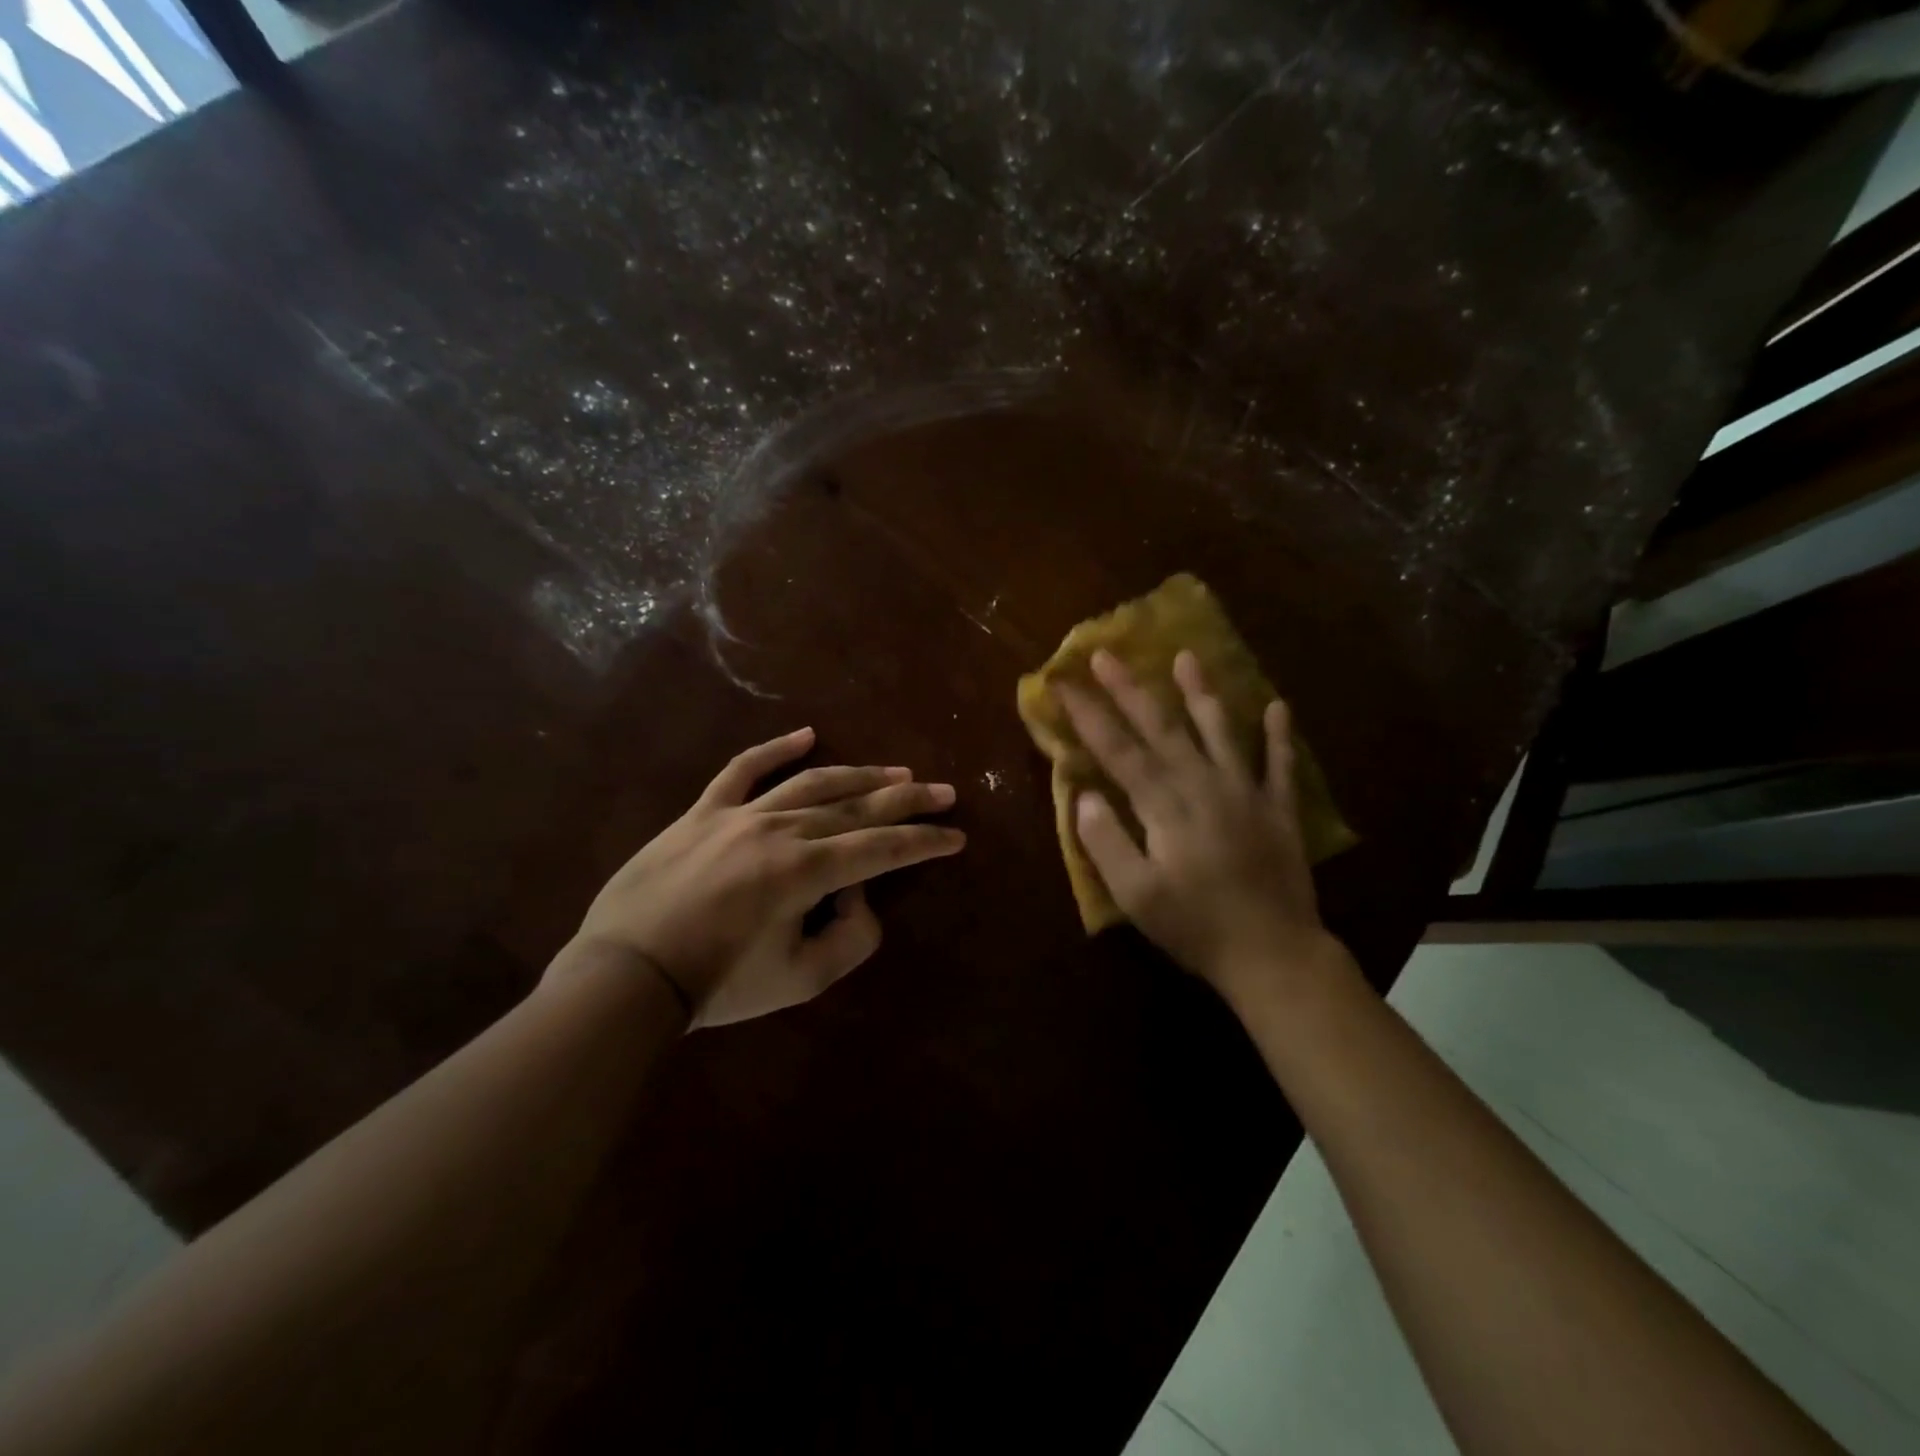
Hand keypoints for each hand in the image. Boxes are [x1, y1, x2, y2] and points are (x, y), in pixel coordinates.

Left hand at [560, 727, 964, 1027]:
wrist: (627, 974)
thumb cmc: (718, 984)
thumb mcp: (801, 980)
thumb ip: (851, 939)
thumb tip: (858, 896)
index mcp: (807, 870)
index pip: (884, 848)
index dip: (925, 842)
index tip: (957, 836)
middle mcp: (782, 829)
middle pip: (857, 807)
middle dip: (908, 801)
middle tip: (944, 792)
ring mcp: (740, 814)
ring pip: (812, 783)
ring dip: (860, 776)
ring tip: (897, 774)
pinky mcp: (704, 811)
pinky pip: (743, 769)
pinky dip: (775, 749)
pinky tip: (807, 735)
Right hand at [1054, 649, 1341, 1004]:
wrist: (1274, 954)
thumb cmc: (1195, 926)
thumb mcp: (1135, 894)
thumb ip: (1106, 841)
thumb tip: (1085, 794)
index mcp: (1165, 805)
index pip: (1118, 749)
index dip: (1088, 714)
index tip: (1063, 683)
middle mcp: (1203, 785)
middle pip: (1162, 727)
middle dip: (1130, 689)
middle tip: (1107, 653)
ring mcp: (1246, 793)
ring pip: (1220, 731)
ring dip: (1201, 692)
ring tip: (1187, 656)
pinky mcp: (1278, 810)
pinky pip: (1280, 764)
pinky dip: (1278, 735)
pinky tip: (1277, 707)